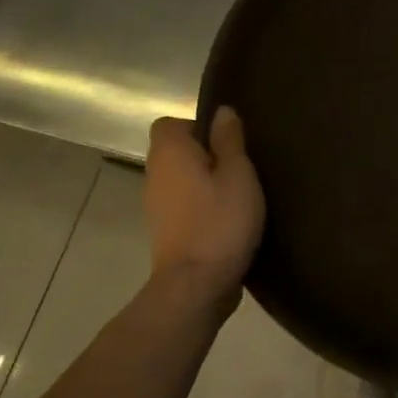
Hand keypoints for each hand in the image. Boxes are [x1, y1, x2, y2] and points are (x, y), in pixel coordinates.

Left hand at [144, 109, 264, 311]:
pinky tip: (230, 217)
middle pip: (177, 151)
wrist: (197, 286)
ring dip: (207, 180)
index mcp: (170, 154)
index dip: (198, 126)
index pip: (169, 124)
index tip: (227, 140)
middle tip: (242, 164)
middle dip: (207, 153)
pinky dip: (204, 204)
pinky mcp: (167, 231)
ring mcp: (157, 206)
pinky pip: (185, 203)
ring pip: (183, 178)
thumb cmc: (220, 221)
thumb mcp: (238, 173)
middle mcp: (155, 175)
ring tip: (240, 191)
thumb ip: (229, 140)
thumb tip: (222, 111)